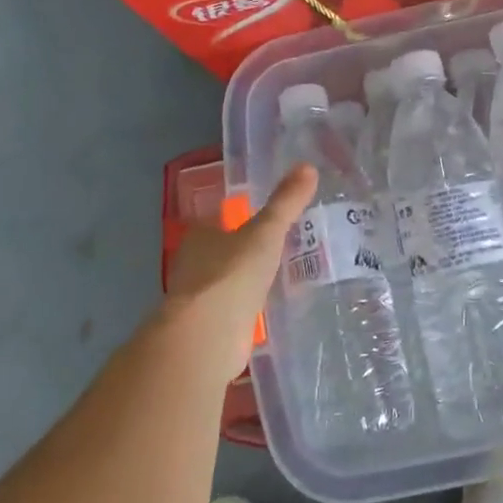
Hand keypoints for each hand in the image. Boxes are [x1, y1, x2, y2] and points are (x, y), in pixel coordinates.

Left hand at [164, 165, 317, 381]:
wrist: (208, 336)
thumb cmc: (233, 273)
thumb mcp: (267, 232)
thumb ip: (286, 203)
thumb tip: (308, 166)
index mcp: (200, 235)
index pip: (218, 220)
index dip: (238, 218)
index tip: (264, 220)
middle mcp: (193, 265)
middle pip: (220, 253)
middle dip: (244, 253)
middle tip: (279, 249)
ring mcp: (198, 300)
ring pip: (225, 284)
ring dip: (245, 283)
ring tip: (280, 280)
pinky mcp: (208, 330)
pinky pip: (232, 314)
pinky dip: (247, 312)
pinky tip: (269, 314)